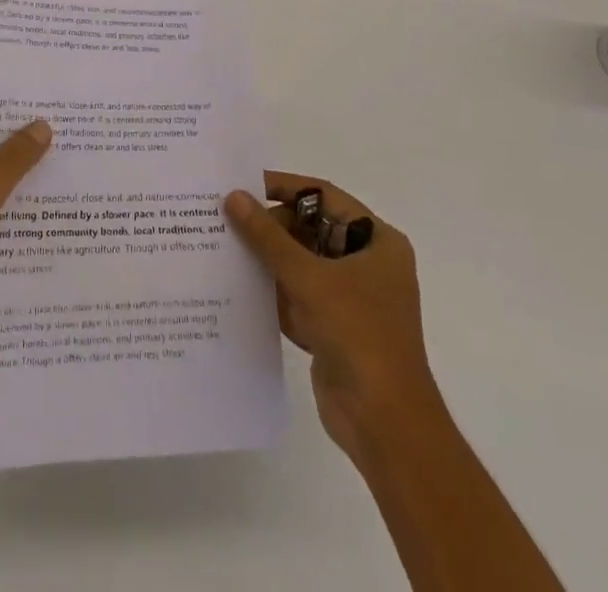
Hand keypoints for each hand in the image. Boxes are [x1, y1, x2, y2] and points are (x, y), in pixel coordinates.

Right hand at [224, 173, 433, 465]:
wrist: (384, 424)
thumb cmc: (358, 334)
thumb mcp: (309, 278)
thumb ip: (268, 236)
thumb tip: (234, 197)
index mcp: (377, 242)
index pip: (325, 197)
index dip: (286, 187)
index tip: (245, 184)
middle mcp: (367, 264)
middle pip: (311, 230)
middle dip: (272, 227)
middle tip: (228, 218)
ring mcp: (351, 299)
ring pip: (301, 264)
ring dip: (268, 260)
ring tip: (224, 246)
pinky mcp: (333, 328)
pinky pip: (297, 296)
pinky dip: (273, 292)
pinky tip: (238, 286)